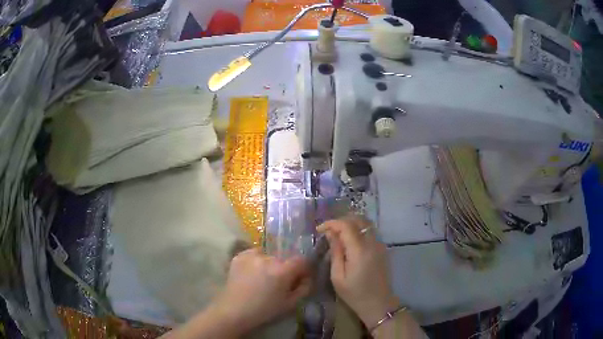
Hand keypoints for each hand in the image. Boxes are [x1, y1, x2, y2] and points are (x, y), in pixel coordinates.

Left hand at [212, 248, 311, 333]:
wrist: (234, 310)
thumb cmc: (265, 310)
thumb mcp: (290, 304)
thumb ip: (304, 288)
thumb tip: (307, 277)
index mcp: (282, 270)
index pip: (301, 260)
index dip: (303, 269)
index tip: (299, 277)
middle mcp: (268, 258)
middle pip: (284, 258)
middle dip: (285, 268)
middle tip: (279, 281)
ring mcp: (252, 255)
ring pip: (269, 256)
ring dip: (270, 264)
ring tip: (263, 278)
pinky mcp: (239, 255)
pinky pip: (254, 254)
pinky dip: (256, 261)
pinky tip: (252, 274)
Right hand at [318, 217, 399, 327]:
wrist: (379, 303)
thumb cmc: (355, 293)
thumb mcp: (338, 276)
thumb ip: (335, 252)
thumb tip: (331, 234)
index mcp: (360, 250)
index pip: (346, 225)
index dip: (331, 223)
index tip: (319, 230)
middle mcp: (372, 242)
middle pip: (358, 219)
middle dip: (341, 221)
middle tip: (328, 231)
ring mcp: (380, 244)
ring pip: (366, 223)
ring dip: (351, 223)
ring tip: (338, 233)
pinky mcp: (383, 248)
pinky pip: (371, 231)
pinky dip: (359, 229)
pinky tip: (350, 240)